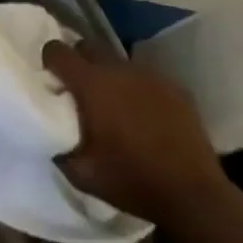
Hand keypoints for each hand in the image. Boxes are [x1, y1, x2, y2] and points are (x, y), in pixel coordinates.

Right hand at [43, 42, 230, 224]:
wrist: (193, 195)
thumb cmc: (132, 181)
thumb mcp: (82, 175)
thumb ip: (59, 146)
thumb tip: (50, 131)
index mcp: (92, 84)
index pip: (58, 51)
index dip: (49, 61)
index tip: (51, 79)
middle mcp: (119, 69)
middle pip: (88, 47)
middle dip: (78, 62)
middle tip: (79, 91)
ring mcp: (150, 75)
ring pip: (118, 62)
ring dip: (109, 77)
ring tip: (114, 105)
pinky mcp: (175, 86)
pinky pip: (145, 77)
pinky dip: (137, 89)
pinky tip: (145, 115)